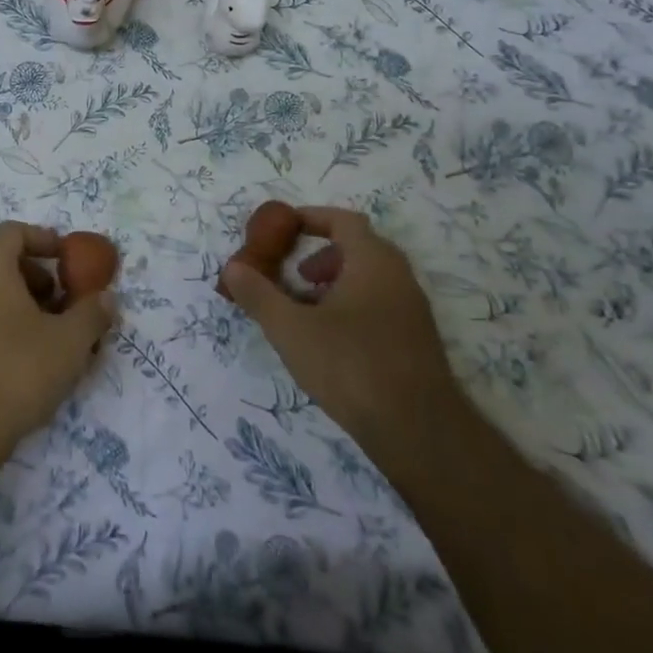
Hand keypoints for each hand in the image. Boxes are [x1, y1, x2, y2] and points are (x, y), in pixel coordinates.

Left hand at [0, 221, 115, 464]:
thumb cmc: (16, 370)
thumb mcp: (68, 342)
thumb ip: (92, 313)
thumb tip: (106, 298)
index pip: (14, 231)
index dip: (45, 240)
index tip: (70, 260)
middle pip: (1, 258)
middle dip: (37, 274)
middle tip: (63, 300)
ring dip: (21, 299)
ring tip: (50, 332)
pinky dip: (1, 318)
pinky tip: (25, 354)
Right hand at [221, 206, 460, 459]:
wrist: (420, 433)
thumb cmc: (351, 366)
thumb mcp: (291, 329)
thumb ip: (258, 295)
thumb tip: (232, 268)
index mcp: (373, 262)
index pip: (344, 221)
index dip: (312, 219)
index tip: (283, 229)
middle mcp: (399, 278)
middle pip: (359, 248)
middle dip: (322, 255)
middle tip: (294, 275)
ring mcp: (413, 311)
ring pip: (371, 279)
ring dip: (337, 283)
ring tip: (307, 311)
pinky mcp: (417, 342)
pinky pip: (381, 305)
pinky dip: (353, 306)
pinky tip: (332, 342)